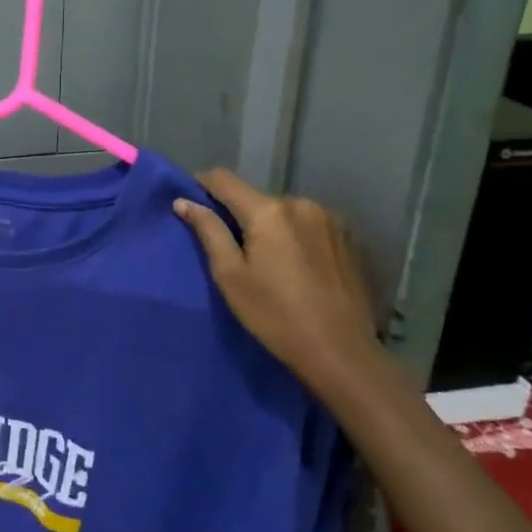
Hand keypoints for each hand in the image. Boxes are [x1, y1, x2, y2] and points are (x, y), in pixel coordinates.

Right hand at [173, 168, 385, 402]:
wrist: (341, 352)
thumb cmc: (274, 315)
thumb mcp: (230, 275)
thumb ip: (208, 231)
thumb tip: (183, 202)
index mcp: (268, 211)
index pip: (224, 180)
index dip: (202, 185)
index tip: (190, 201)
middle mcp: (301, 204)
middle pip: (256, 197)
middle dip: (239, 213)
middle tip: (230, 246)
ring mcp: (330, 219)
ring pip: (284, 211)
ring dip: (270, 225)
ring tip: (267, 259)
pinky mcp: (348, 238)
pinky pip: (309, 225)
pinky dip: (294, 235)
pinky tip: (296, 266)